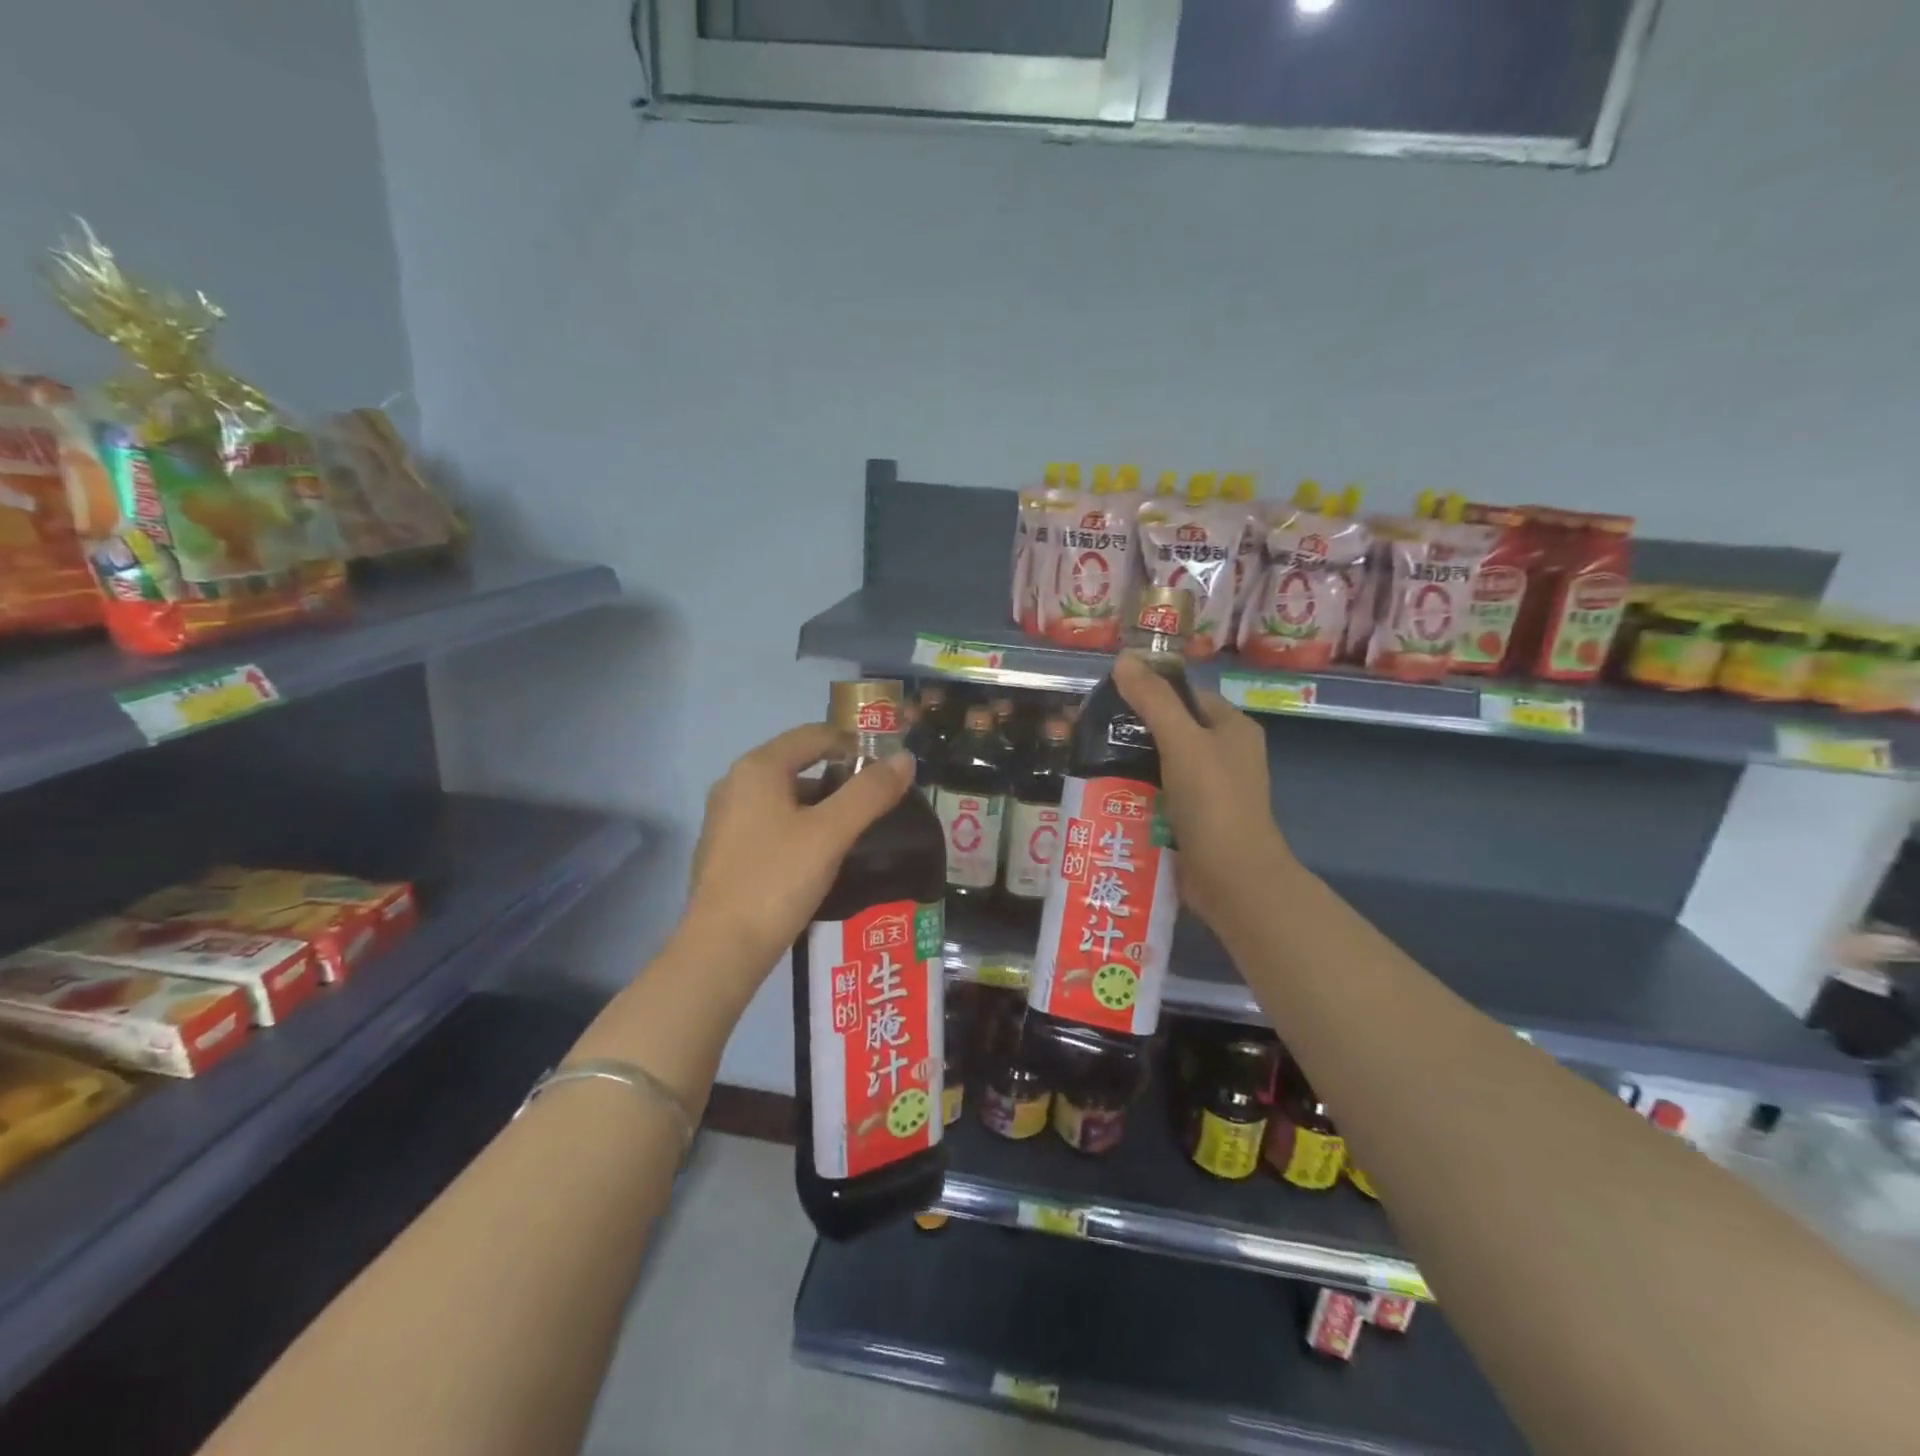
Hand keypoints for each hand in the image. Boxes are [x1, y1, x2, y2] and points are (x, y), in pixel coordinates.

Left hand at [680, 724, 914, 994]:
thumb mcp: (831, 833)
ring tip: (854, 830)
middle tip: (876, 801)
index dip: (854, 743)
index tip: (887, 767)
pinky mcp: (724, 850)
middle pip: (798, 764)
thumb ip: (870, 793)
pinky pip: (770, 823)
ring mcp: (725, 818)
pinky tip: (819, 856)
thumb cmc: (777, 880)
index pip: (814, 735)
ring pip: (784, 797)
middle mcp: (735, 783)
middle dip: (840, 778)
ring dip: (821, 805)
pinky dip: (799, 827)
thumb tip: (905, 759)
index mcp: (758, 768)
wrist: (721, 950)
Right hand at [1112, 654, 1294, 930]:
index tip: (1106, 700)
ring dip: (1128, 765)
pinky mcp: (1193, 820)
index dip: (1148, 692)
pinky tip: (1104, 794)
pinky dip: (1135, 794)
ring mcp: (1210, 790)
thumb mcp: (1182, 741)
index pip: (1185, 696)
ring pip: (1160, 765)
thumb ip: (1153, 700)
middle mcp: (1224, 755)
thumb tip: (1124, 659)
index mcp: (1232, 728)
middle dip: (1130, 732)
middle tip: (1087, 734)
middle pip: (1170, 730)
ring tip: (1086, 763)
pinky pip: (1159, 795)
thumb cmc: (1213, 801)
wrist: (1233, 878)